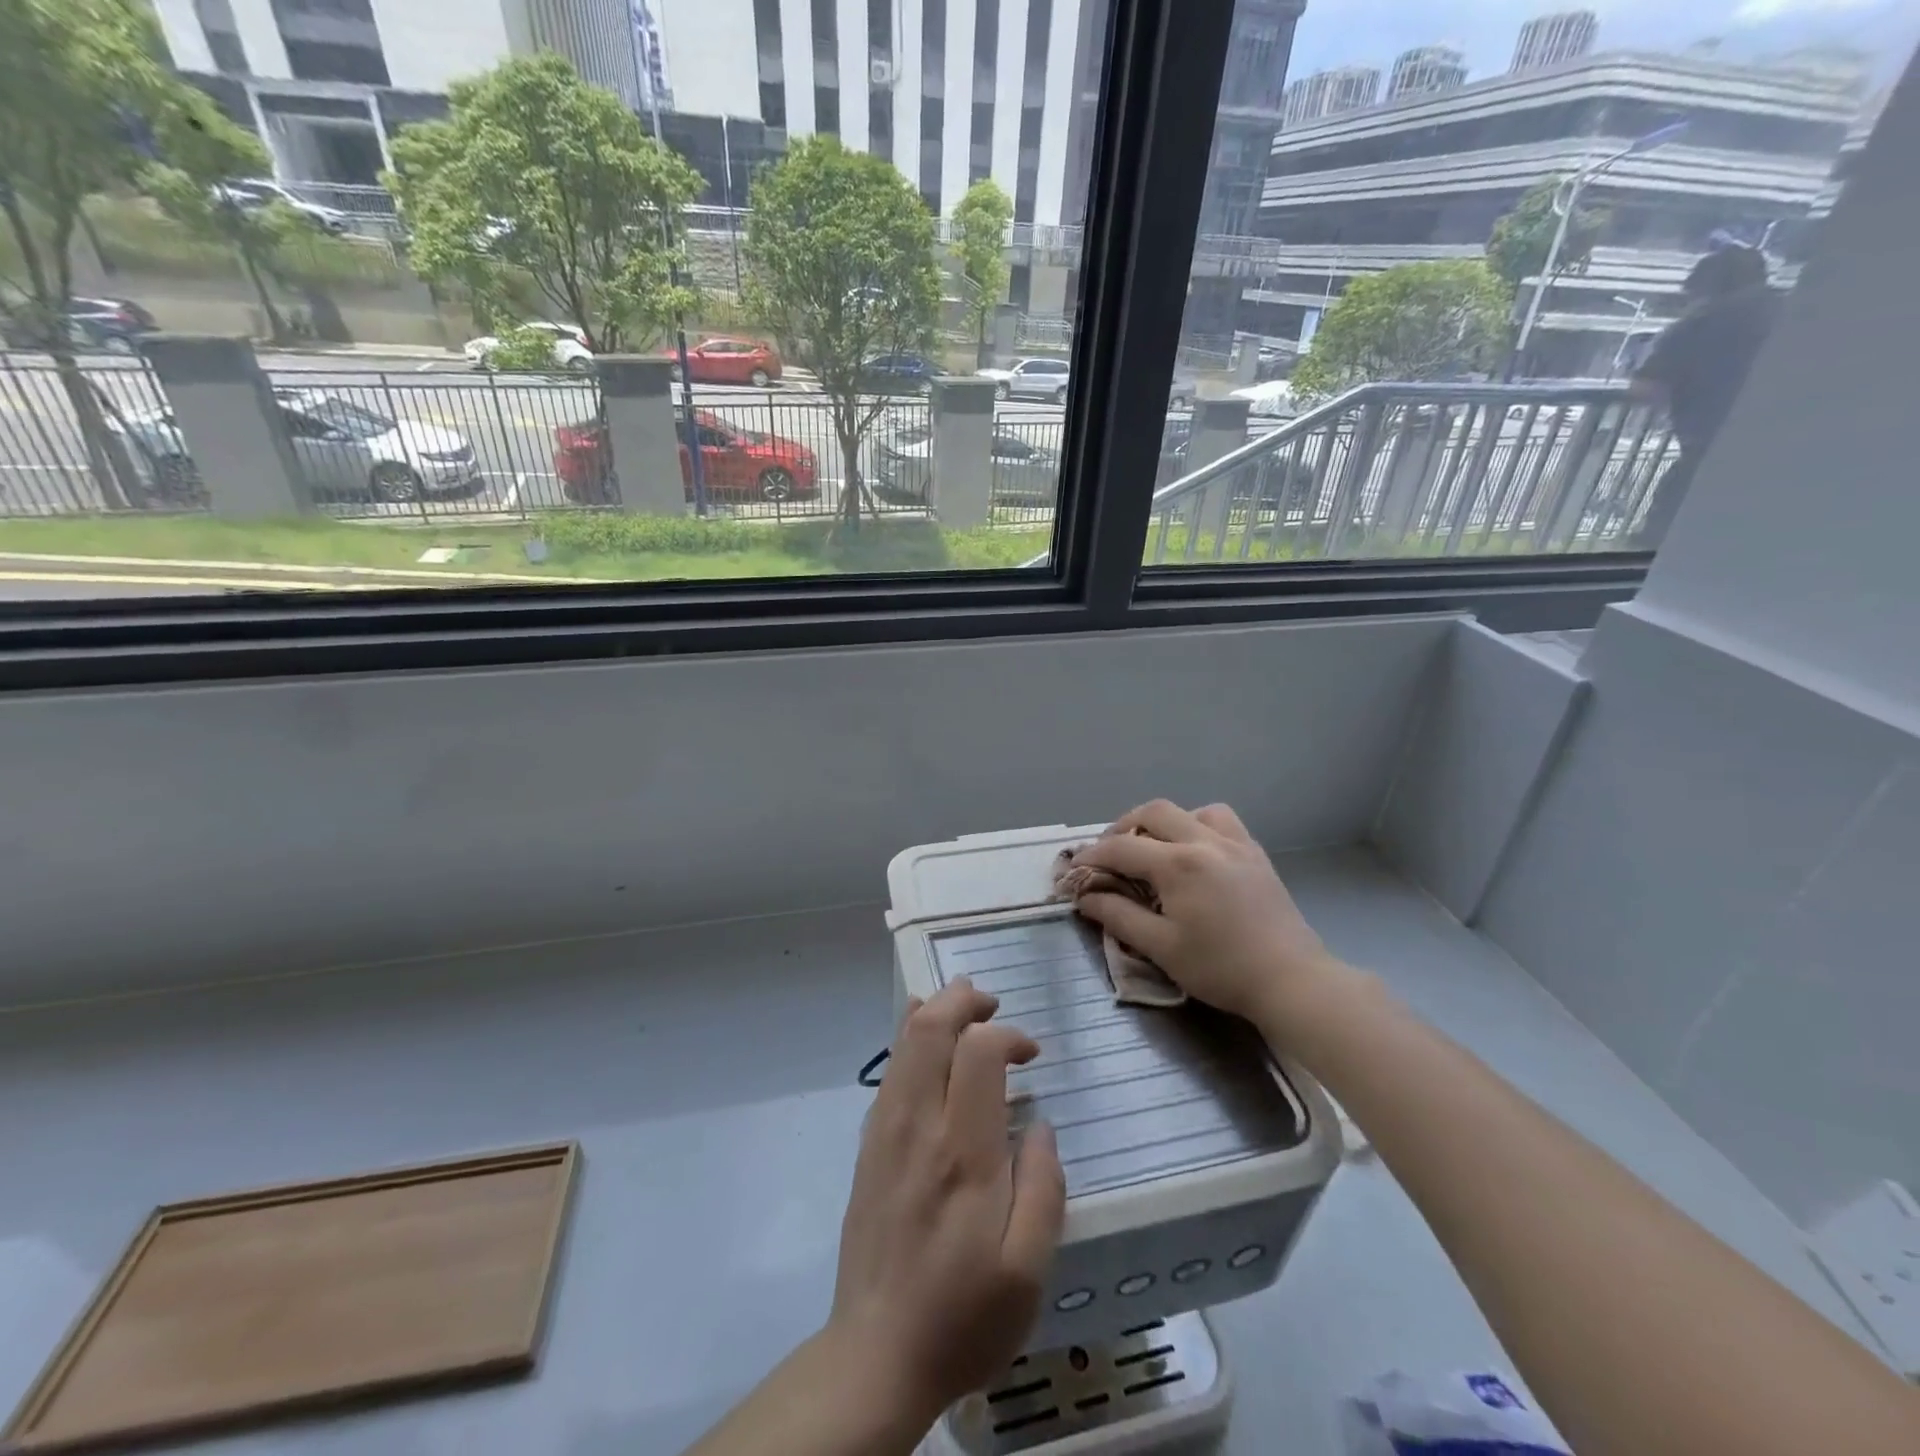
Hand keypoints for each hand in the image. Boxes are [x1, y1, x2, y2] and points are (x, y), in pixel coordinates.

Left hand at [826, 977, 1067, 1434]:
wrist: (876, 1356)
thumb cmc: (962, 1315)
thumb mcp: (1027, 1270)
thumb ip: (1043, 1188)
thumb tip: (1039, 1125)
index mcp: (962, 1152)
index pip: (978, 1053)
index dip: (1008, 1036)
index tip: (1033, 1056)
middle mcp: (917, 1126)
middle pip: (930, 1029)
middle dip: (962, 1000)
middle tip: (992, 1001)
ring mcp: (885, 1132)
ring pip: (904, 1044)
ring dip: (934, 1011)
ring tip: (964, 1003)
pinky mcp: (869, 1146)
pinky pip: (889, 1071)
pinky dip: (908, 1038)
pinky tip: (921, 1033)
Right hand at [1067, 800, 1347, 1026]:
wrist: (1291, 980)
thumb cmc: (1220, 967)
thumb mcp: (1161, 947)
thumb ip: (1119, 916)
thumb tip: (1086, 897)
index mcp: (1178, 864)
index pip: (1122, 848)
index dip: (1093, 856)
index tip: (1075, 870)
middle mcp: (1205, 841)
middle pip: (1154, 812)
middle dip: (1123, 827)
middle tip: (1110, 853)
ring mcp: (1235, 844)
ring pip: (1191, 810)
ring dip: (1165, 822)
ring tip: (1154, 847)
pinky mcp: (1255, 854)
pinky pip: (1222, 821)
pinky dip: (1198, 825)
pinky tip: (1195, 852)